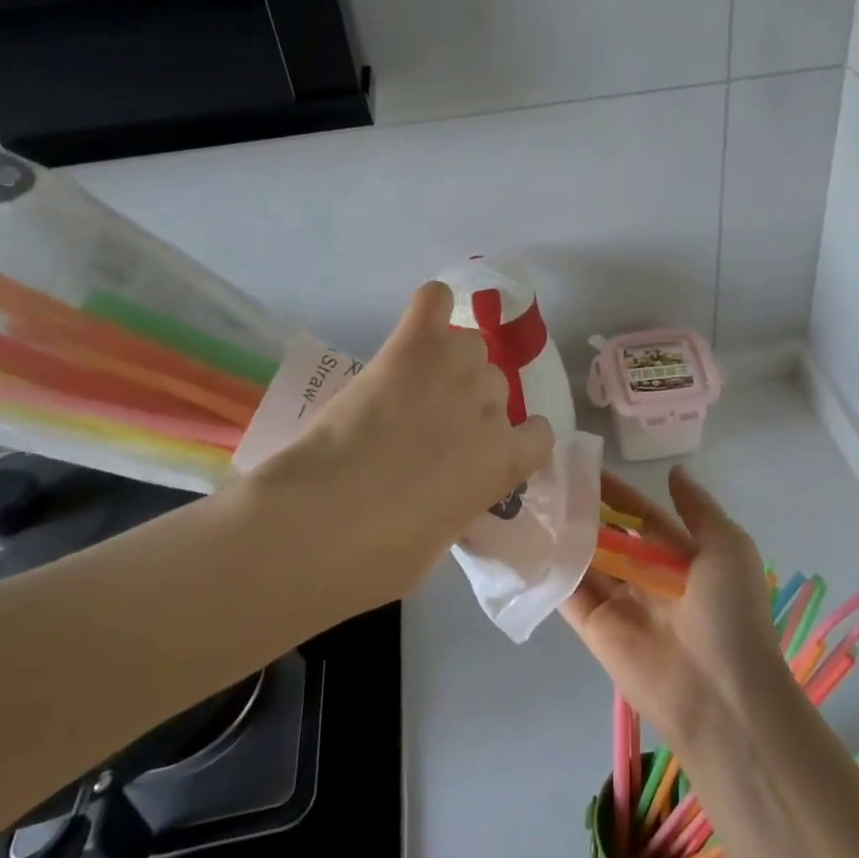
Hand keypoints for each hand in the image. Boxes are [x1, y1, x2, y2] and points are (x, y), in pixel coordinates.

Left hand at [247, 281, 554, 613]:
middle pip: (497, 386)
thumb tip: (447, 490)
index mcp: (504, 461)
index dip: (513, 442)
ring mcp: (452, 372)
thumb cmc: (379, 556)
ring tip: (416, 384)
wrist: (319, 525)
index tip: (483, 454)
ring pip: (470, 346)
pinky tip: (419, 325)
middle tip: (429, 426)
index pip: (540, 434)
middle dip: (470, 405)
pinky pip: (434, 301)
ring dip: (451, 363)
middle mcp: (490, 408)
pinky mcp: (410, 348)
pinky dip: (431, 307)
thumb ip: (462, 499)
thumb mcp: (441, 540)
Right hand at [559, 467, 789, 750]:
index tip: (585, 465)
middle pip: (610, 537)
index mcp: (680, 558)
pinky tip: (526, 540)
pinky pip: (569, 594)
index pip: (642, 517)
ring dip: (564, 535)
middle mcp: (647, 578)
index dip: (618, 493)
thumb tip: (673, 472)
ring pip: (586, 561)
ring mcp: (619, 604)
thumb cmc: (730, 612)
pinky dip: (550, 570)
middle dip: (585, 512)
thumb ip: (698, 509)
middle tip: (548, 480)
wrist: (721, 694)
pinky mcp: (595, 629)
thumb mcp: (728, 548)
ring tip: (531, 501)